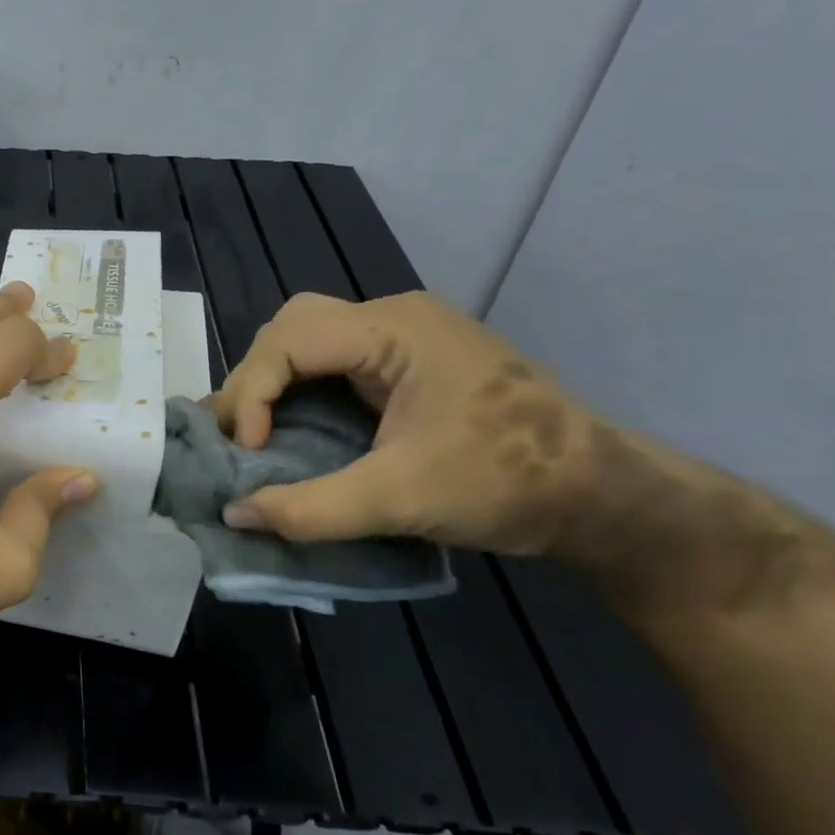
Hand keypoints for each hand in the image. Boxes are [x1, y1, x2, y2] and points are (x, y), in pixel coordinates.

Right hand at [210, 291, 595, 556]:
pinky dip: (299, 392)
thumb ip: (310, 508)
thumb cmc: (507, 484)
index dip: (252, 393)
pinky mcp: (406, 364)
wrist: (602, 497)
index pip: (289, 340)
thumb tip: (232, 515)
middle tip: (240, 436)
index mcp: (395, 329)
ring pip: (307, 339)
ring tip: (255, 433)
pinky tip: (291, 428)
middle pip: (290, 327)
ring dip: (273, 383)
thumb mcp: (401, 500)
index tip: (249, 452)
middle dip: (254, 380)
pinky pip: (331, 362)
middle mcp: (393, 319)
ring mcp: (403, 339)